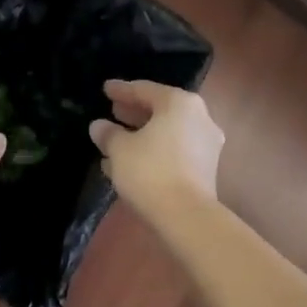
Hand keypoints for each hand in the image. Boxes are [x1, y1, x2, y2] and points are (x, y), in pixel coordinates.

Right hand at [89, 79, 222, 223]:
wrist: (187, 217)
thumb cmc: (150, 171)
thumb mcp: (119, 149)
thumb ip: (108, 133)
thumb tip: (99, 126)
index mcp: (179, 103)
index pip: (145, 90)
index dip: (122, 90)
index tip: (106, 89)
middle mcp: (199, 118)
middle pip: (160, 109)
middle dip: (134, 112)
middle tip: (113, 111)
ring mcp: (206, 144)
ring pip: (167, 132)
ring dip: (142, 135)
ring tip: (116, 141)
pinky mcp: (206, 168)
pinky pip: (175, 150)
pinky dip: (155, 150)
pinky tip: (131, 162)